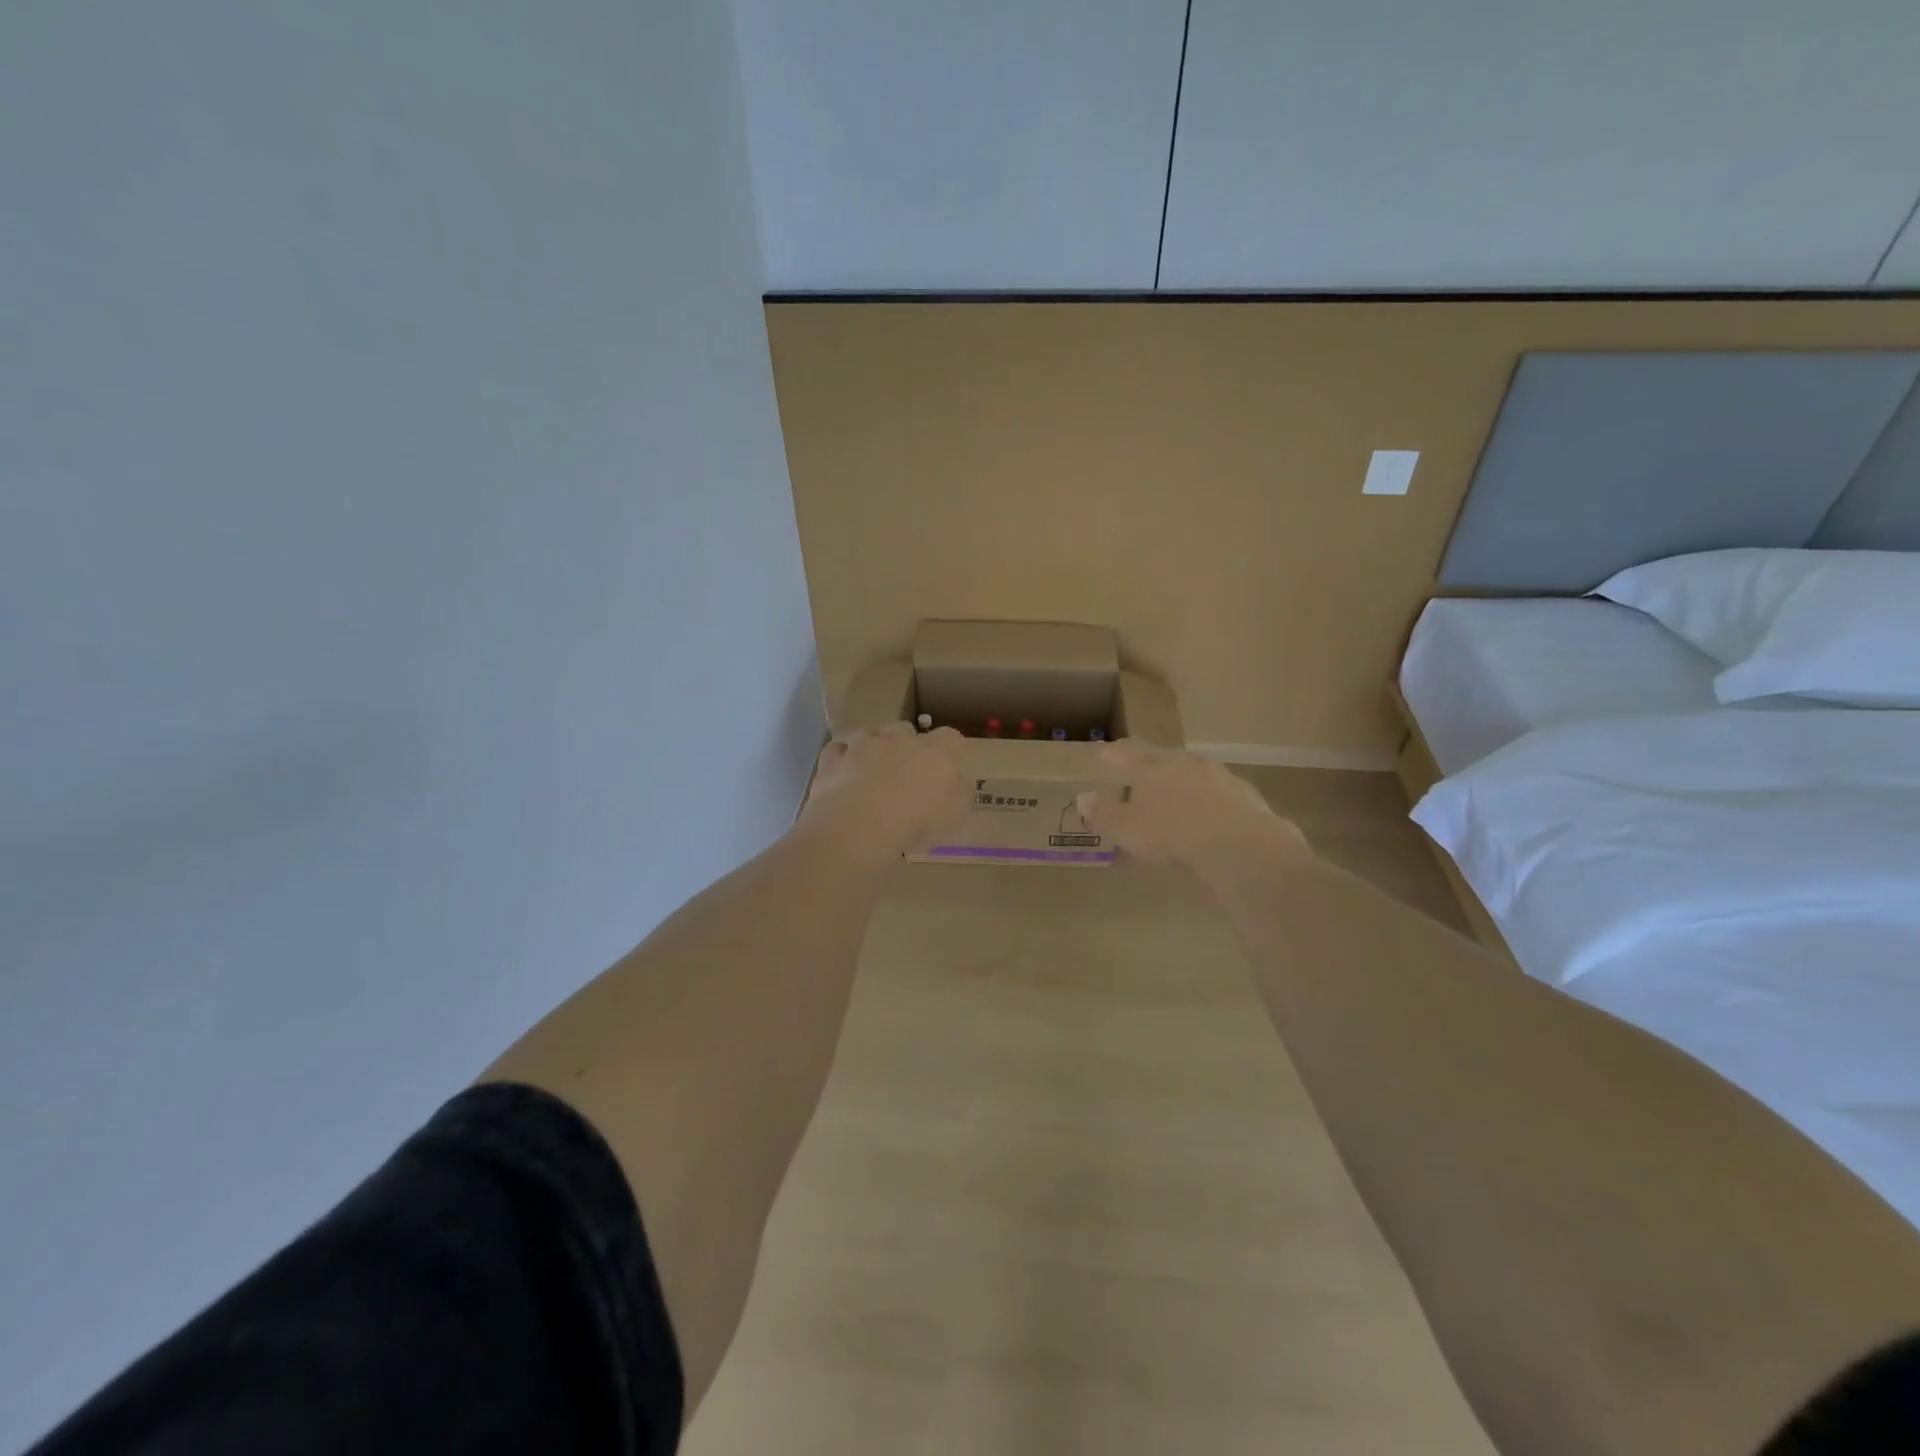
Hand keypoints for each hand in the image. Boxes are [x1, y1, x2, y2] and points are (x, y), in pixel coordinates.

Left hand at [801, 722, 969, 855]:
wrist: (857, 825)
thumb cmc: (915, 822)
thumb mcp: (955, 815)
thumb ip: (960, 792)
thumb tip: (959, 780)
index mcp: (936, 751)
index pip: (951, 738)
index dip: (949, 752)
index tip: (945, 771)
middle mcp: (900, 738)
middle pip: (907, 731)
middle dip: (906, 747)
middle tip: (904, 776)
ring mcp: (863, 744)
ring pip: (870, 735)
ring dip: (872, 750)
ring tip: (870, 778)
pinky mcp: (834, 758)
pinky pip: (838, 751)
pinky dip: (842, 761)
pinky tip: (842, 779)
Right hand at [1076, 740, 1309, 871]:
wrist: (1236, 842)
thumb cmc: (1171, 833)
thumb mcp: (1127, 829)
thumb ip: (1104, 813)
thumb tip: (1082, 798)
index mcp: (1152, 768)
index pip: (1128, 754)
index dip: (1115, 754)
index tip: (1105, 751)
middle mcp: (1184, 763)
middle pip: (1163, 757)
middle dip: (1152, 762)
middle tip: (1144, 768)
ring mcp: (1217, 775)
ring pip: (1195, 770)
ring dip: (1184, 777)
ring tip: (1179, 789)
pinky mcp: (1244, 793)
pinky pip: (1221, 791)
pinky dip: (1212, 797)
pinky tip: (1213, 810)